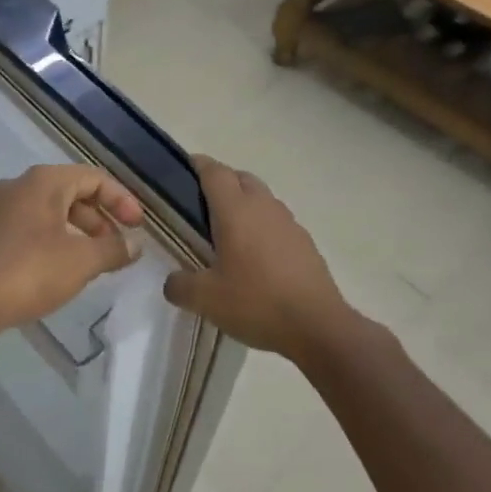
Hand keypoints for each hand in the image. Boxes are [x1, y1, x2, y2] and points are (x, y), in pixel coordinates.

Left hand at [0, 165, 144, 335]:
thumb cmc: (30, 271)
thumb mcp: (82, 260)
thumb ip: (114, 249)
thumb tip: (135, 246)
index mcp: (43, 182)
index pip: (94, 178)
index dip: (122, 200)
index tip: (138, 228)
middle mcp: (19, 186)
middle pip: (72, 192)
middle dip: (101, 219)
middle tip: (118, 246)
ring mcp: (0, 209)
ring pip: (51, 211)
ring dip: (79, 231)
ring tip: (96, 261)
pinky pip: (32, 227)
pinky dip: (56, 240)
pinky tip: (63, 268)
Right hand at [162, 156, 351, 361]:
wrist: (317, 325)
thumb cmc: (256, 302)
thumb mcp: (205, 299)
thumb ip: (180, 285)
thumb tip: (173, 281)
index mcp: (236, 210)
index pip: (214, 172)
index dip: (197, 165)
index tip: (182, 170)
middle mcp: (264, 207)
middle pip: (241, 178)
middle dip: (221, 183)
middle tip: (200, 207)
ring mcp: (289, 223)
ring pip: (262, 199)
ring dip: (244, 205)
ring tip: (227, 234)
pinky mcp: (305, 243)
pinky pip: (277, 223)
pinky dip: (262, 228)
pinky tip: (255, 258)